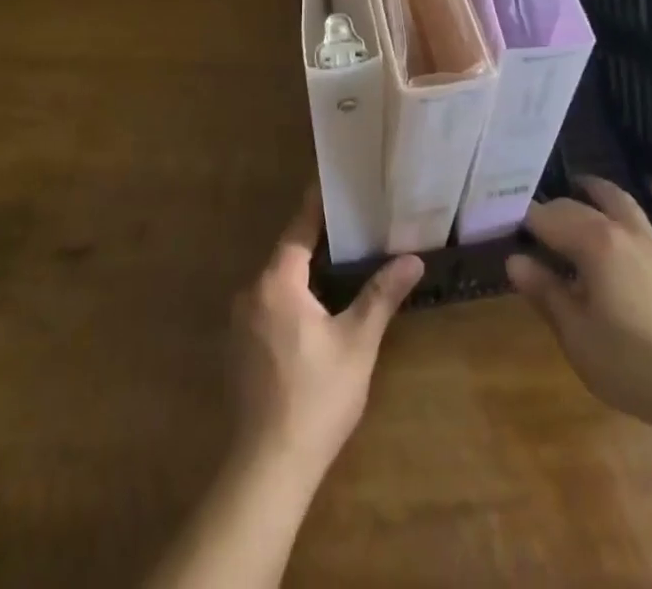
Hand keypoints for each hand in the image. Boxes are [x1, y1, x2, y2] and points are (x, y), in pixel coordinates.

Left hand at [228, 186, 423, 475]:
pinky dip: (290, 299)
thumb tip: (413, 259)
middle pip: (286, 254)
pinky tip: (315, 313)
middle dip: (316, 241)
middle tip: (351, 227)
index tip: (333, 183)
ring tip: (339, 265)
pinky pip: (267, 306)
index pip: (298, 229)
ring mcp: (240, 323)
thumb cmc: (317, 396)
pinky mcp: (238, 349)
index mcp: (276, 282)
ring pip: (276, 283)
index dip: (317, 206)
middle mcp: (251, 293)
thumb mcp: (357, 342)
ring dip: (304, 274)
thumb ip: (381, 294)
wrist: (269, 468)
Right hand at [507, 176, 651, 441]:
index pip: (548, 219)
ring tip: (583, 183)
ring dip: (601, 190)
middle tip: (534, 218)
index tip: (505, 224)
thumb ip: (545, 292)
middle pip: (580, 209)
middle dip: (555, 208)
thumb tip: (514, 259)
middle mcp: (622, 231)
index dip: (525, 220)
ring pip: (623, 203)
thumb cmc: (630, 364)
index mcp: (592, 245)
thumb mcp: (576, 334)